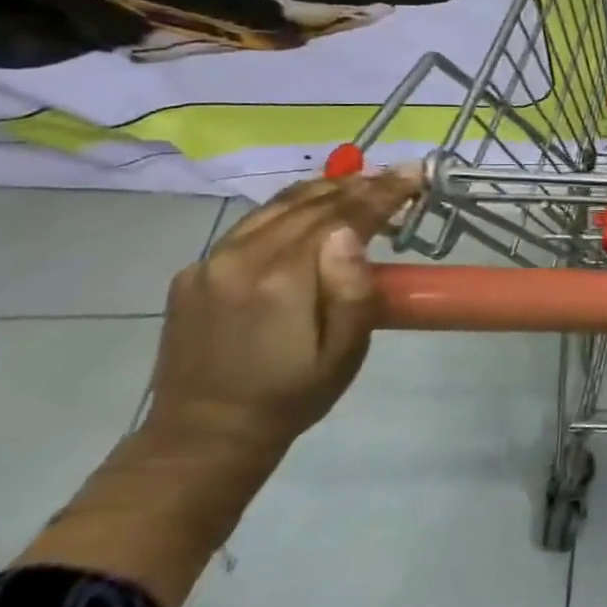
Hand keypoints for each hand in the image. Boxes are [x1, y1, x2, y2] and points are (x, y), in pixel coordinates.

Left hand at [144, 170, 419, 452]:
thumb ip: (352, 291)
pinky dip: (288, 208)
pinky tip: (309, 210)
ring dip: (323, 189)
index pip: (341, 217)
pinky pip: (250, 226)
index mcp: (283, 280)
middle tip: (397, 173)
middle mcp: (241, 259)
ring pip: (275, 208)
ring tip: (361, 180)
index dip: (381, 193)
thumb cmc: (293, 395)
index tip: (413, 173)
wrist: (204, 434)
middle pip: (309, 205)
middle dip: (359, 185)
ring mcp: (210, 263)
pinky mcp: (192, 273)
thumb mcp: (344, 353)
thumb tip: (351, 232)